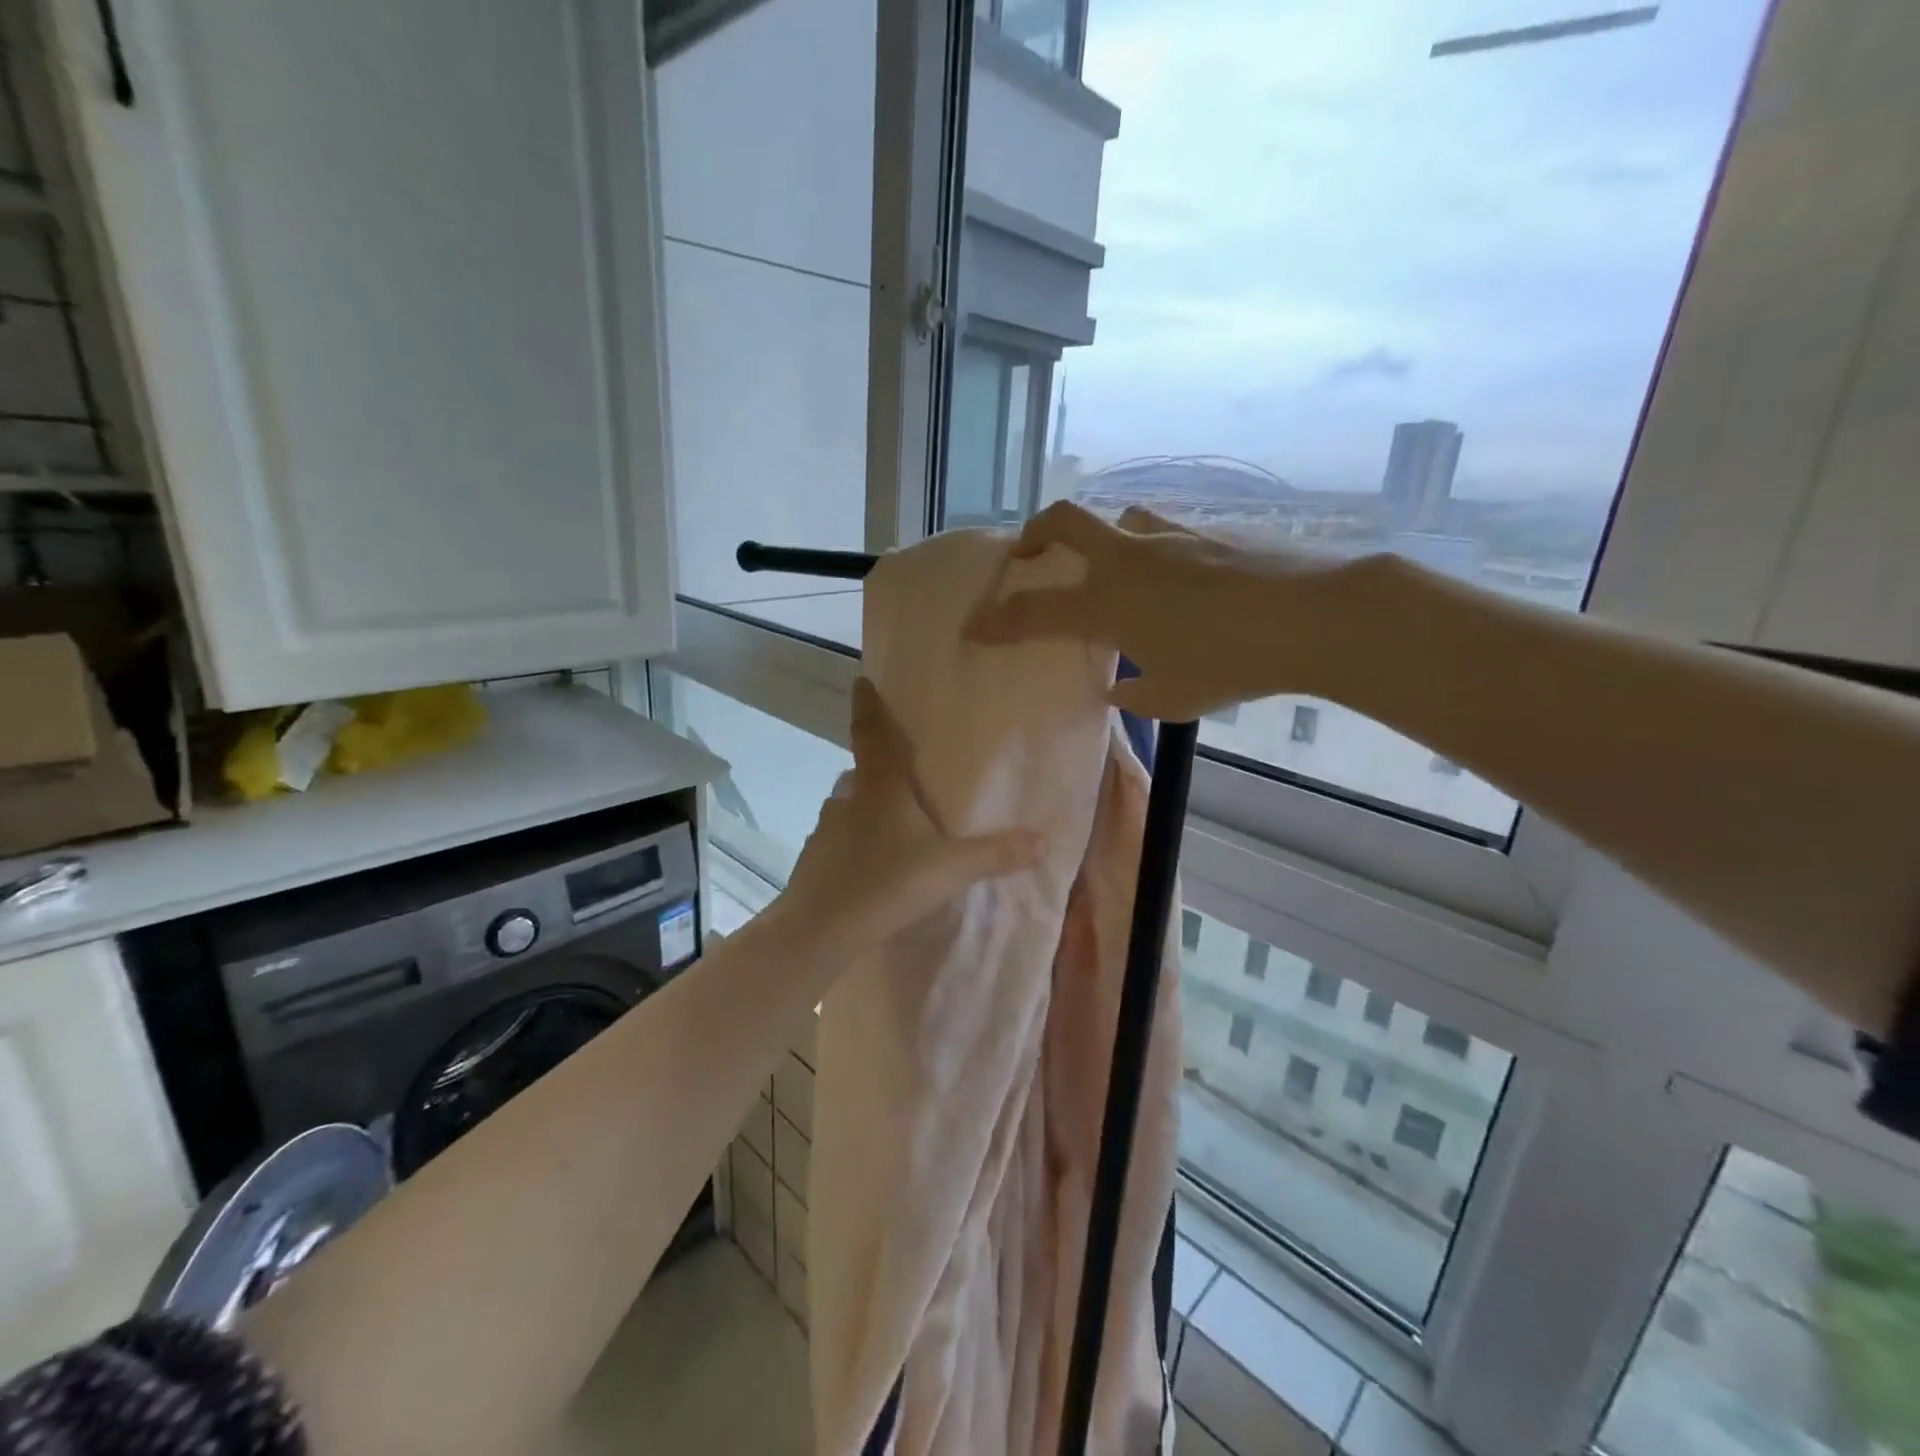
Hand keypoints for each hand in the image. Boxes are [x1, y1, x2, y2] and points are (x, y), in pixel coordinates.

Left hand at [778, 678, 1041, 954]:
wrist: (820, 929)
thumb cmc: (887, 883)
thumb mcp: (950, 869)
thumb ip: (995, 854)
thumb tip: (1043, 841)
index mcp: (881, 788)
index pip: (871, 733)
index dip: (867, 705)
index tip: (860, 680)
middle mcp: (849, 799)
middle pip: (860, 770)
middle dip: (877, 767)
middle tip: (901, 775)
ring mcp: (827, 829)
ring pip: (848, 806)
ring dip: (865, 807)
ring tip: (891, 826)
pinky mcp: (815, 858)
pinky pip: (838, 839)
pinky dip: (853, 842)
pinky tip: (870, 865)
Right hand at [965, 501, 1357, 720]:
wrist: (1314, 616)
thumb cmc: (1233, 664)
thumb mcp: (1173, 698)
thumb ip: (1134, 692)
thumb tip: (1117, 687)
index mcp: (1109, 604)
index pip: (1034, 612)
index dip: (997, 621)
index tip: (973, 627)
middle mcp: (1128, 559)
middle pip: (1062, 521)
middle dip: (1032, 536)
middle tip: (1026, 559)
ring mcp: (1168, 537)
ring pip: (1114, 521)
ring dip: (1098, 541)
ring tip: (1111, 575)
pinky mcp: (1206, 531)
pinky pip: (1160, 533)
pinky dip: (1149, 553)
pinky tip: (1175, 582)